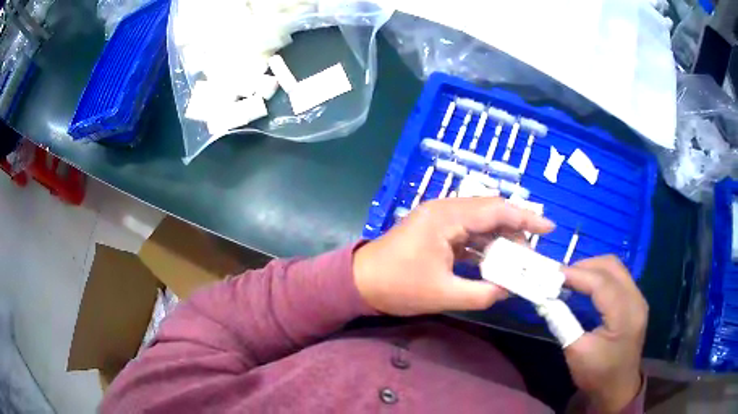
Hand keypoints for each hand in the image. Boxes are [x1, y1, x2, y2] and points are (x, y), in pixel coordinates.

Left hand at [353, 197, 553, 315]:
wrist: (360, 283)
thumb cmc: (398, 287)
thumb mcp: (445, 295)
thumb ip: (483, 293)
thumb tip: (510, 290)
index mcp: (447, 217)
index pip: (496, 210)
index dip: (526, 218)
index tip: (548, 228)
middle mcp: (445, 210)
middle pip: (490, 212)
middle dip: (516, 228)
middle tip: (536, 248)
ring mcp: (439, 219)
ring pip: (480, 222)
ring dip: (500, 238)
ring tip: (520, 258)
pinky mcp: (435, 231)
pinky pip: (467, 233)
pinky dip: (484, 245)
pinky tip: (496, 260)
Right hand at [563, 256, 647, 413]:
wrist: (617, 389)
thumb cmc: (598, 375)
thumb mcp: (576, 352)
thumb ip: (563, 322)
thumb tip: (545, 299)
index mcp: (625, 314)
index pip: (602, 283)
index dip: (577, 274)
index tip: (552, 273)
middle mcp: (636, 300)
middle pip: (612, 266)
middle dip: (585, 265)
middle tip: (561, 275)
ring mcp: (638, 299)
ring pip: (616, 268)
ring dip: (592, 268)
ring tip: (571, 279)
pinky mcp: (635, 302)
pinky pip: (617, 278)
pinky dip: (599, 276)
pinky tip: (586, 286)